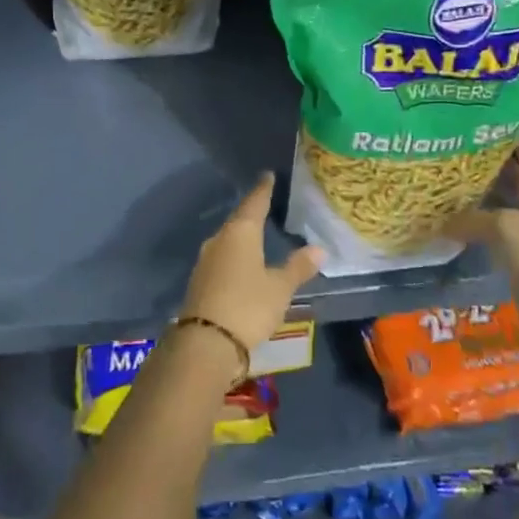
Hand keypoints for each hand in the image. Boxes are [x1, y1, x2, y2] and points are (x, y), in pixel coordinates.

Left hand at [179, 174, 322, 353]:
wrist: (206, 342)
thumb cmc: (248, 306)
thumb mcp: (280, 288)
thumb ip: (298, 267)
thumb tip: (318, 249)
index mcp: (240, 233)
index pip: (254, 203)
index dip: (263, 190)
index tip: (267, 176)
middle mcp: (219, 240)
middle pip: (238, 221)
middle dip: (252, 213)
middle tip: (266, 204)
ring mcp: (206, 261)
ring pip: (228, 240)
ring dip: (242, 236)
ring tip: (257, 234)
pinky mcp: (200, 281)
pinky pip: (222, 258)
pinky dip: (235, 255)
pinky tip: (242, 263)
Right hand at [446, 134, 518, 333]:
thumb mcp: (509, 228)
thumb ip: (475, 218)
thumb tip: (443, 221)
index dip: (516, 136)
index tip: (493, 117)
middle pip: (518, 178)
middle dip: (493, 161)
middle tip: (460, 145)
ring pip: (505, 204)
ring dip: (483, 193)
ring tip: (452, 176)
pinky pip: (497, 231)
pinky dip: (478, 222)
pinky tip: (456, 217)